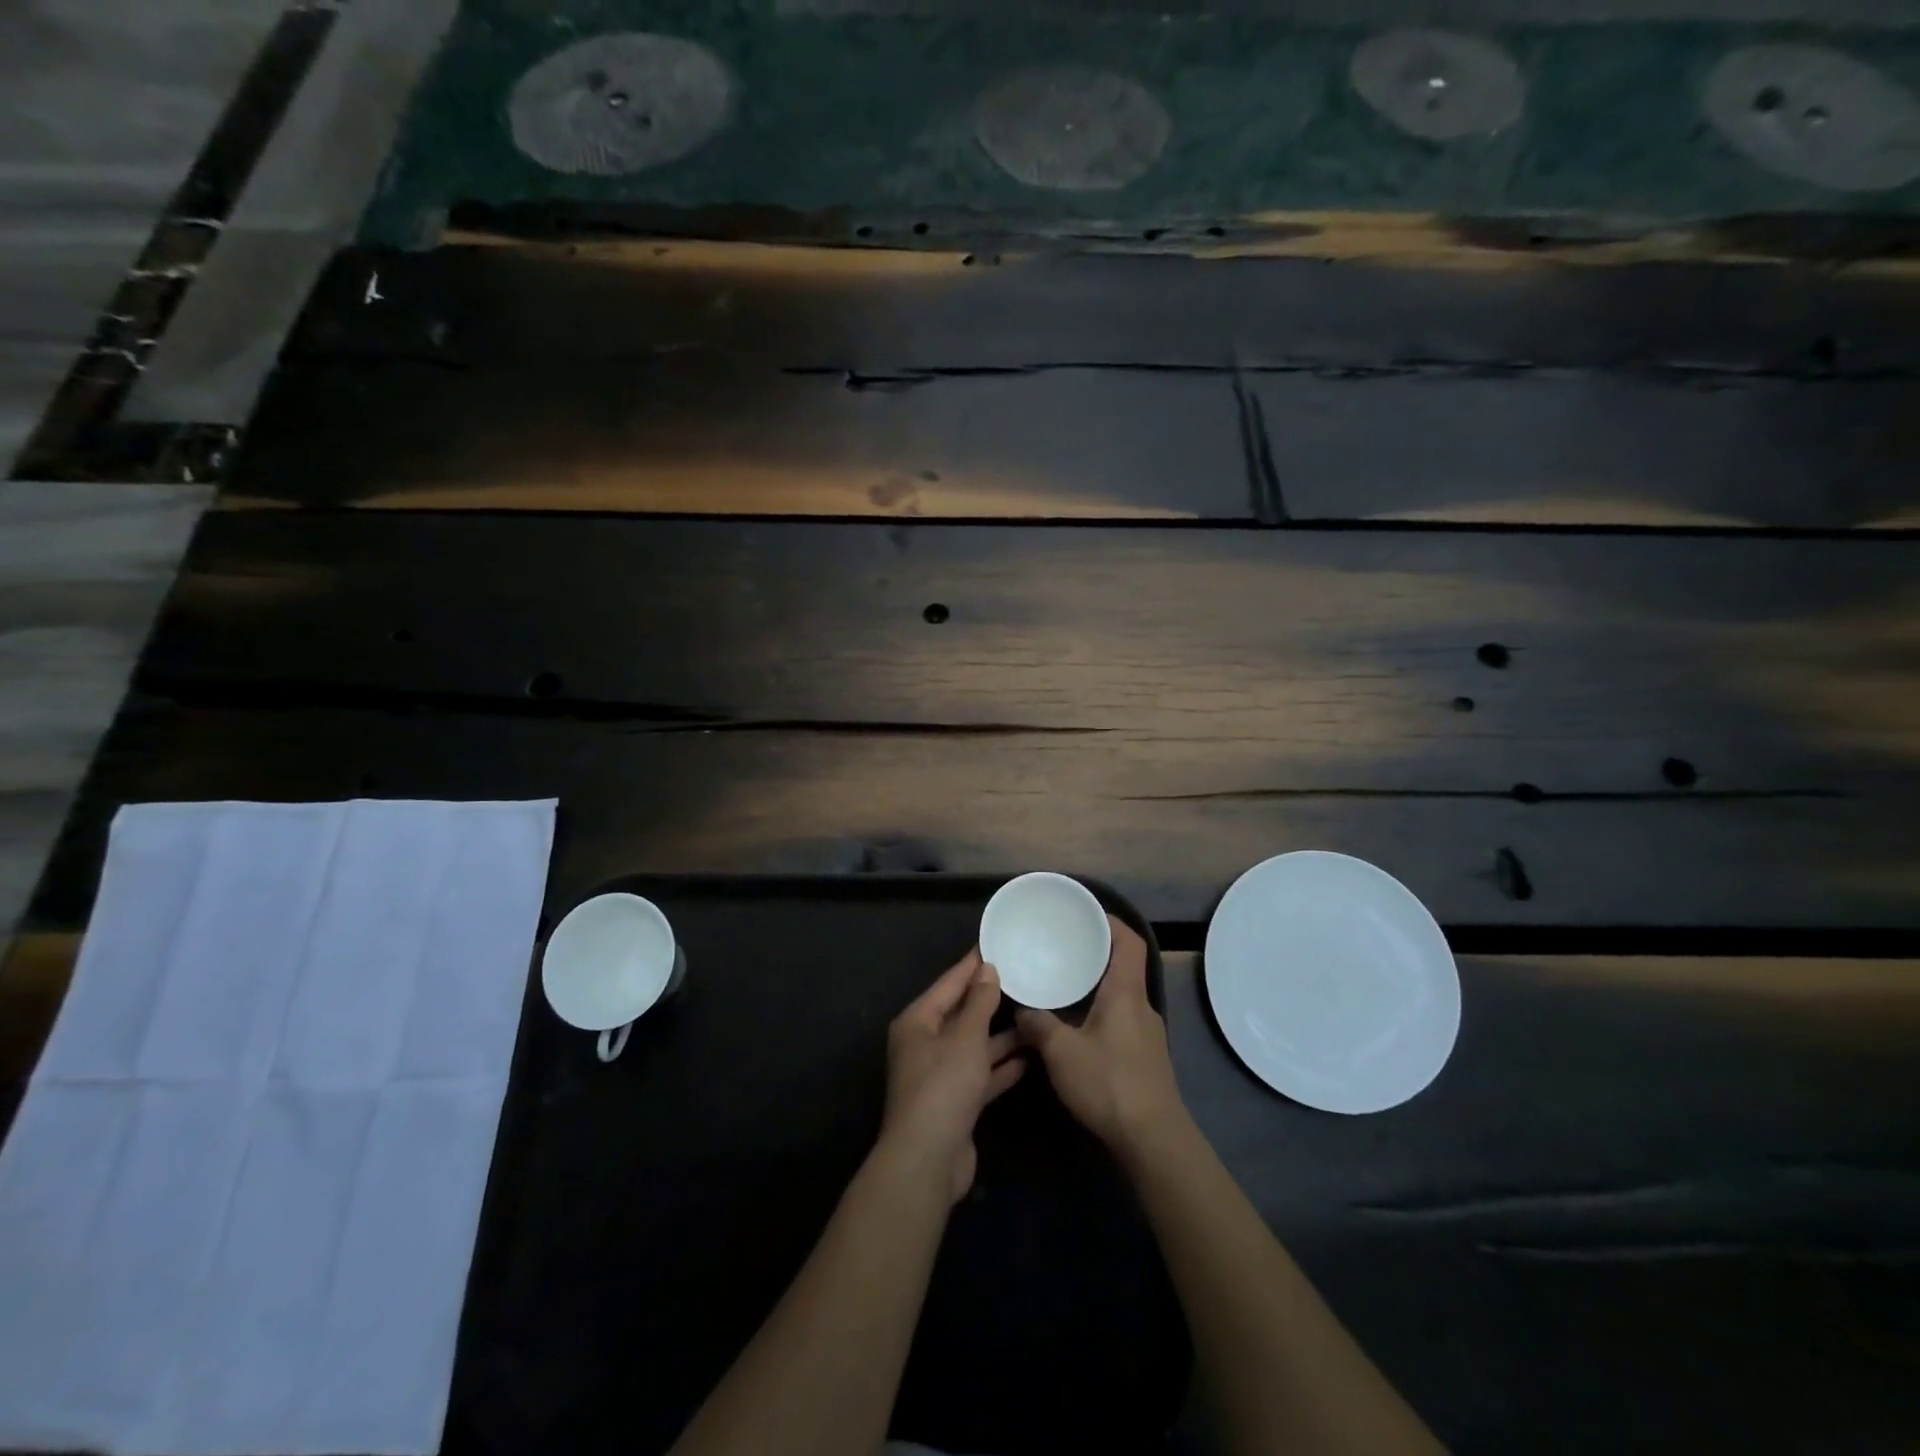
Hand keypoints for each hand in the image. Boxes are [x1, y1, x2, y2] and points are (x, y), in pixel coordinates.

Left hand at [881, 947, 1025, 1203]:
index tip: (997, 944)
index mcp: (918, 1021)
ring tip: (1034, 1015)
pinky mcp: (955, 1100)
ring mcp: (939, 1074)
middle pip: (961, 1013)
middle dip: (990, 999)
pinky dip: (1000, 1065)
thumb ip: (980, 1003)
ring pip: (974, 1044)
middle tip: (1024, 976)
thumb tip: (987, 969)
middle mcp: (925, 1043)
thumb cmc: (943, 1086)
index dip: (973, 964)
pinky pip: (980, 1073)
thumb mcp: (966, 1037)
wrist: (928, 1159)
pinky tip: (1029, 1057)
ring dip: (1001, 1034)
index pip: (949, 983)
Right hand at [1016, 917, 1186, 1159]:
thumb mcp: (1061, 1052)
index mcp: (1126, 992)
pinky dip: (1101, 1010)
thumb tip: (1021, 1009)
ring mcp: (1147, 1033)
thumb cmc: (1109, 1083)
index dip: (1111, 922)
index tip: (1085, 914)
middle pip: (1124, 966)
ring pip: (1122, 995)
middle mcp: (1141, 1005)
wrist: (1152, 1139)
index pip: (1129, 941)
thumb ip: (1038, 1025)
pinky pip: (1122, 1018)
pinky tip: (1078, 1027)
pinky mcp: (1146, 1057)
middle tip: (1064, 947)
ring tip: (1065, 984)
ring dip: (1098, 985)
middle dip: (1096, 953)